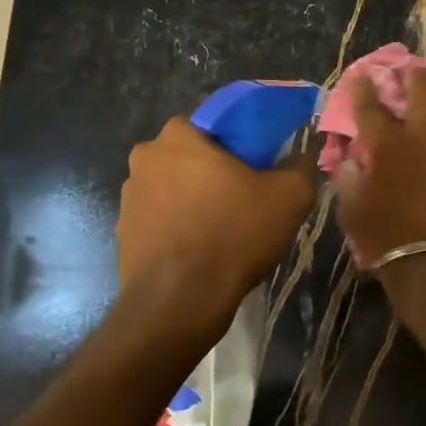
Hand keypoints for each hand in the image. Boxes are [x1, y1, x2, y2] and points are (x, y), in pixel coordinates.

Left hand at [118, 118, 316, 321]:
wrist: (180, 301)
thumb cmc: (234, 235)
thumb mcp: (290, 196)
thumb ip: (301, 166)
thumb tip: (301, 157)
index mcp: (179, 136)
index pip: (217, 123)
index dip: (243, 143)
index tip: (261, 168)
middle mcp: (145, 158)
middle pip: (193, 157)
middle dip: (217, 173)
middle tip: (247, 200)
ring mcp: (129, 198)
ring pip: (175, 189)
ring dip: (196, 201)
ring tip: (226, 231)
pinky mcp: (124, 234)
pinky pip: (162, 221)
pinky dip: (180, 229)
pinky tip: (203, 252)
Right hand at [331, 71, 425, 269]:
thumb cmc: (382, 238)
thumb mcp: (351, 209)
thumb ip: (348, 177)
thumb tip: (350, 160)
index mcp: (385, 145)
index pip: (369, 105)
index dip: (364, 88)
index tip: (365, 77)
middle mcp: (422, 136)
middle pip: (423, 88)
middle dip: (420, 75)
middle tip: (421, 73)